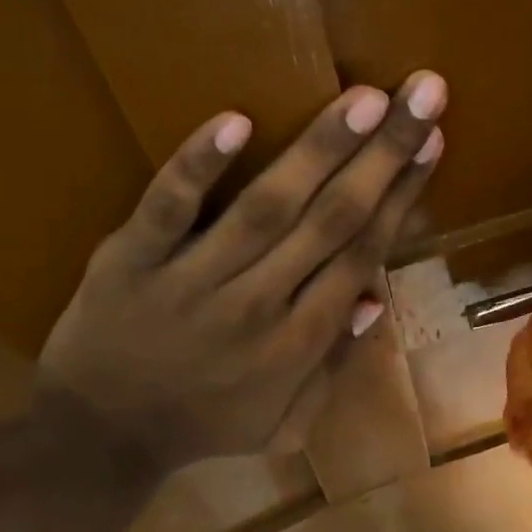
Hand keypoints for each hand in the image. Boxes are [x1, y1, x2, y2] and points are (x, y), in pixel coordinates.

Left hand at [39, 72, 446, 475]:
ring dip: (319, 150)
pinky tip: (234, 121)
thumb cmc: (203, 426)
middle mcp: (260, 305)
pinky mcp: (132, 261)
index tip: (431, 141)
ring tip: (365, 98)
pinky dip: (198, 167)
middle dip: (384, 155)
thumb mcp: (284, 422)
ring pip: (268, 208)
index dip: (401, 196)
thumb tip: (375, 300)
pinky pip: (168, 209)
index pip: (362, 254)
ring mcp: (194, 280)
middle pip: (333, 221)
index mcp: (300, 342)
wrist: (99, 440)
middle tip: (423, 91)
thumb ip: (333, 366)